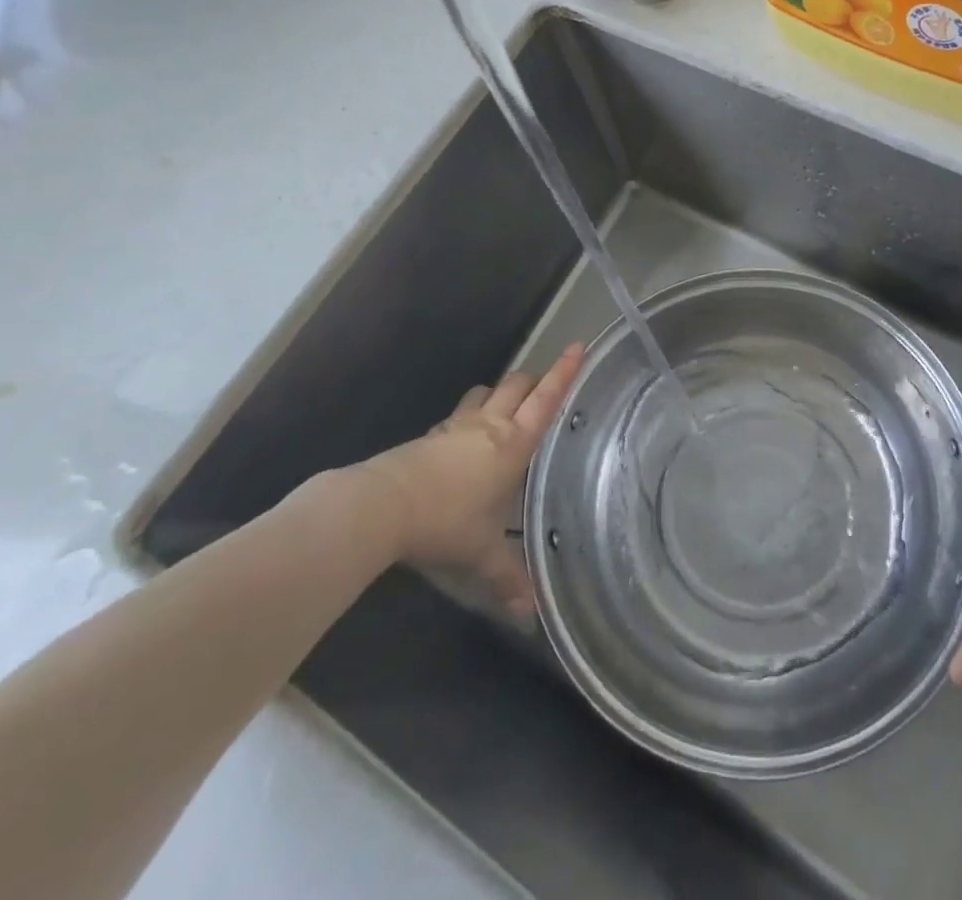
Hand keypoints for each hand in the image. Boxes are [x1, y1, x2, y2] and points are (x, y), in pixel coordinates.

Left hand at [354, 344, 584, 614]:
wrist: (382, 505)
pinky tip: (465, 439)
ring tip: (506, 408)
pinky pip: (460, 414)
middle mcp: (490, 425)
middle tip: (546, 386)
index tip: (579, 345)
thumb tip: (531, 614)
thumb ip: (507, 578)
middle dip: (535, 379)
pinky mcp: (431, 434)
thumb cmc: (445, 521)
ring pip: (486, 392)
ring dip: (499, 393)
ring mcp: (457, 426)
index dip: (564, 372)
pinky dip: (470, 415)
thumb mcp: (480, 553)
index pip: (546, 400)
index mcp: (513, 444)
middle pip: (517, 384)